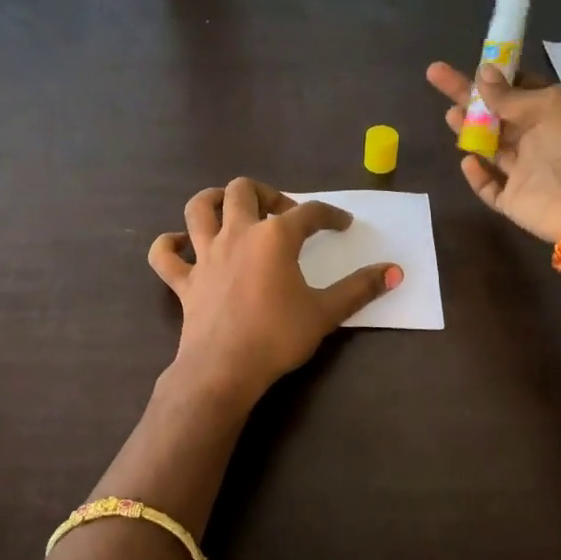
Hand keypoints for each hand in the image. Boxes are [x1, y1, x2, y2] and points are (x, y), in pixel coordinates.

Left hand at [148, 178, 400, 406]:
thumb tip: (396, 271)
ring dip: (214, 200)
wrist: (225, 369)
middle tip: (281, 213)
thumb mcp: (326, 313)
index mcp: (274, 237)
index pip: (309, 213)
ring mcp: (205, 255)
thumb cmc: (278, 337)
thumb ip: (360, 289)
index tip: (342, 224)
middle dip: (266, 193)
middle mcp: (237, 234)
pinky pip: (164, 255)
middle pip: (244, 190)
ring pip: (199, 208)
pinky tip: (180, 245)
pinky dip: (170, 245)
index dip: (330, 215)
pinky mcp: (184, 281)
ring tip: (231, 209)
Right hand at [426, 62, 560, 241]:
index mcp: (556, 111)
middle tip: (436, 75)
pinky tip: (467, 160)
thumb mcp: (550, 106)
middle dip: (468, 96)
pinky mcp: (514, 200)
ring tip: (450, 115)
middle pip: (497, 114)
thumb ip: (510, 95)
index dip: (496, 77)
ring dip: (470, 130)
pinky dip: (477, 175)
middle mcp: (540, 138)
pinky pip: (490, 187)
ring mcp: (526, 171)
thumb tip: (482, 73)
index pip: (521, 89)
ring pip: (491, 147)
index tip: (472, 65)